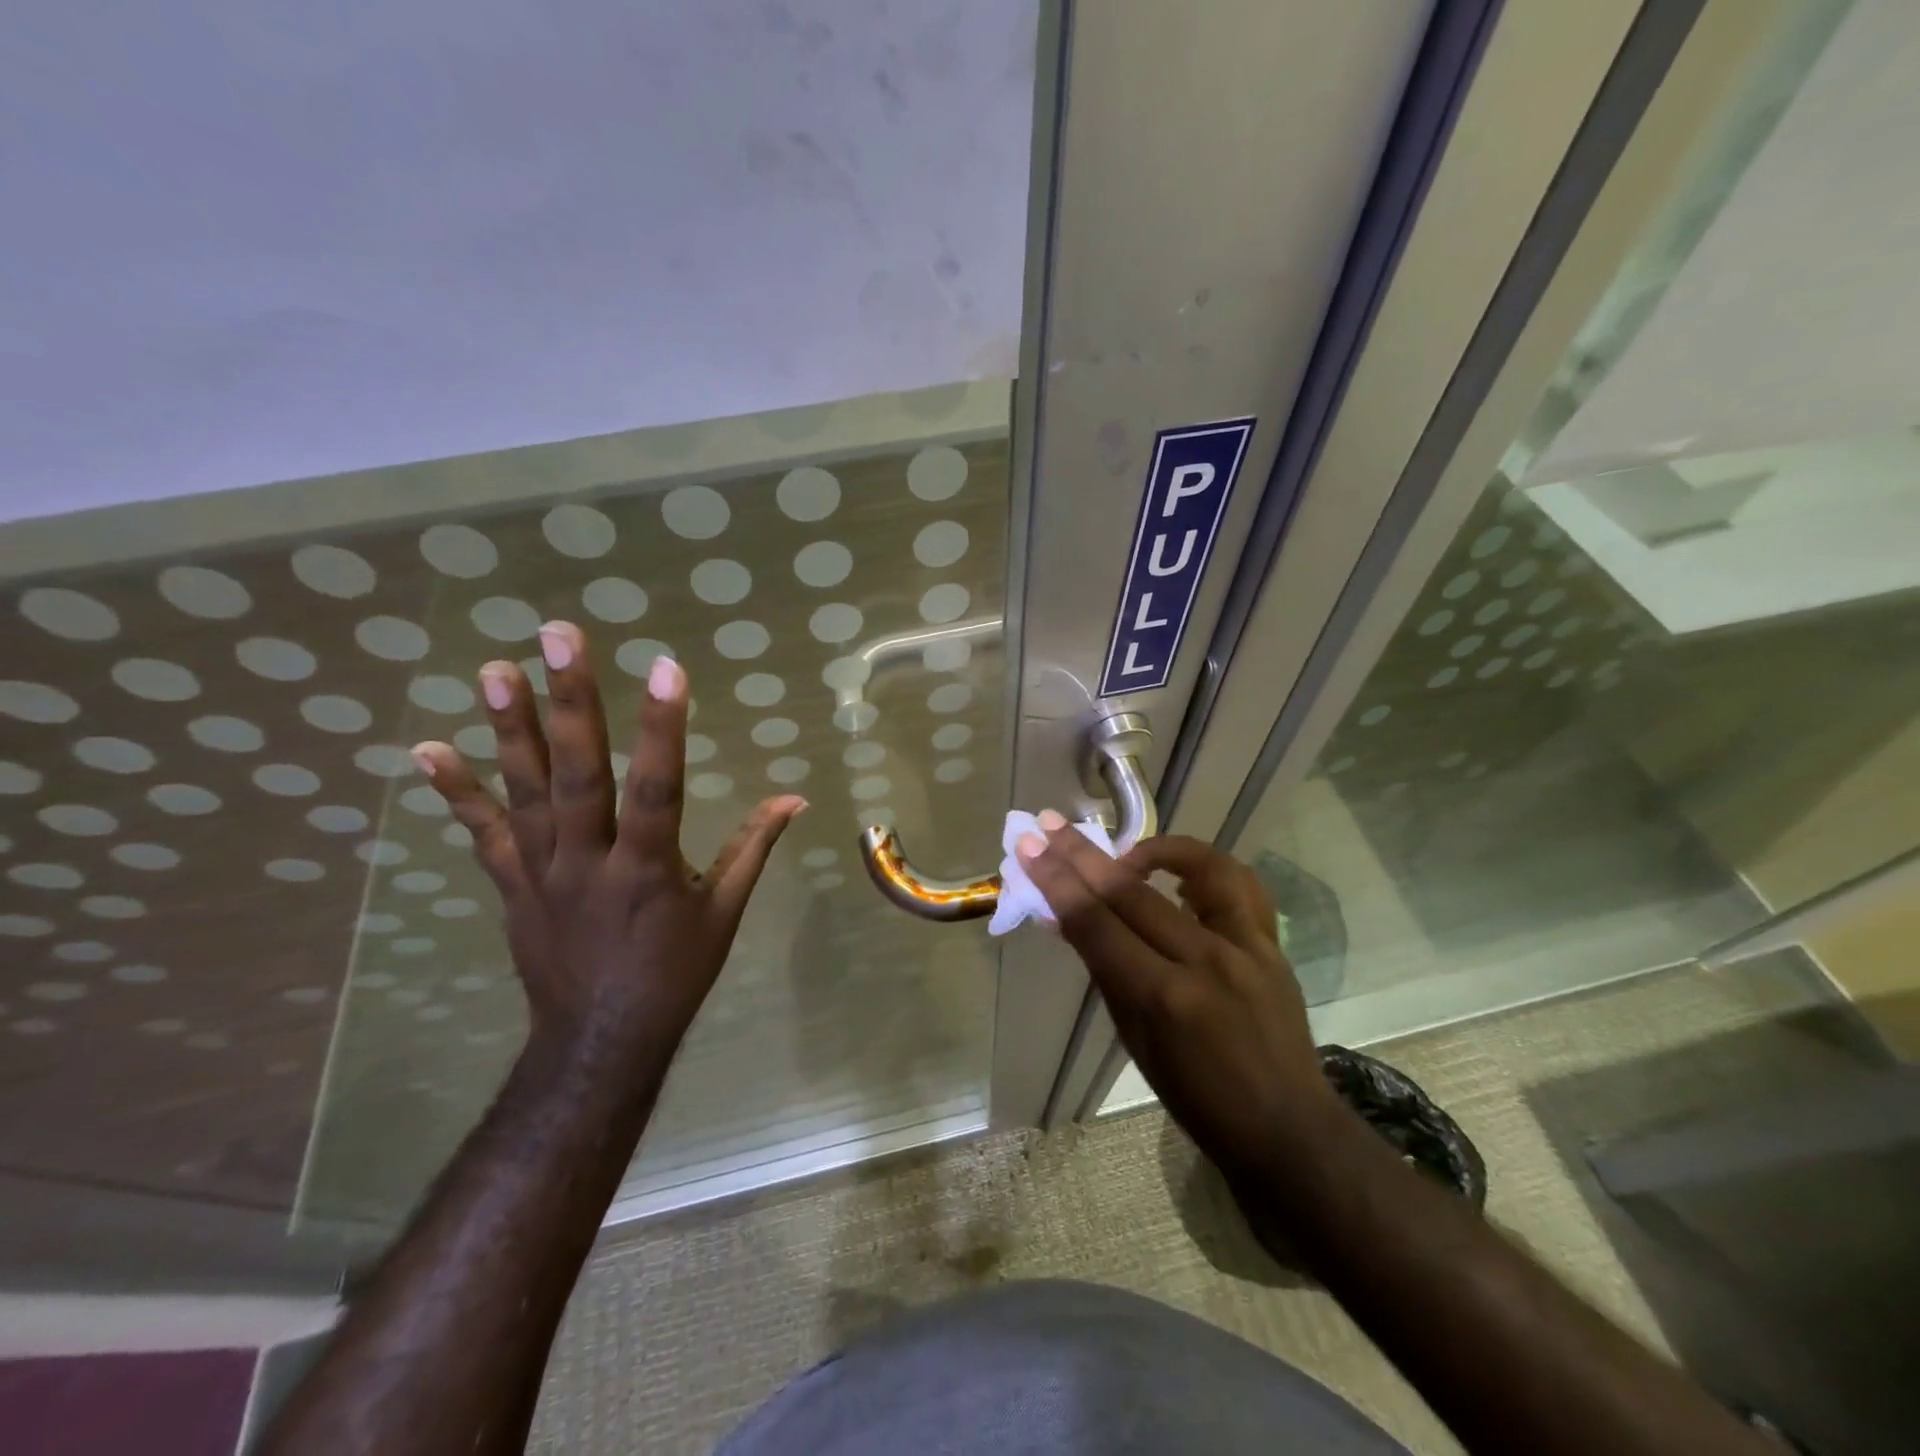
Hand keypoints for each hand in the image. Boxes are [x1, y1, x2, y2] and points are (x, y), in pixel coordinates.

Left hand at [409, 621, 804, 1065]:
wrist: (599, 1042)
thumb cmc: (674, 973)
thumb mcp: (725, 912)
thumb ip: (754, 846)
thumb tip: (795, 797)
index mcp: (648, 869)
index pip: (658, 787)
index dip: (663, 728)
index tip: (667, 668)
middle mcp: (589, 862)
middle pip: (579, 774)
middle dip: (571, 702)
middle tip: (558, 637)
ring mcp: (542, 873)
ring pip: (525, 793)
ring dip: (508, 729)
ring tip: (493, 669)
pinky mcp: (512, 886)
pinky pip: (483, 834)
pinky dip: (456, 792)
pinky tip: (428, 748)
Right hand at [1017, 819, 1341, 1180]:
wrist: (1286, 1129)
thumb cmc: (1196, 1099)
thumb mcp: (1135, 1040)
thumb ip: (1105, 970)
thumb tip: (1067, 917)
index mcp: (1162, 999)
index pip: (1096, 924)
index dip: (1056, 882)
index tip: (1029, 848)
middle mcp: (1205, 962)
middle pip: (1130, 892)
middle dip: (1080, 855)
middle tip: (1048, 825)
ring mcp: (1246, 947)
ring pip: (1196, 869)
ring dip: (1151, 847)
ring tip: (1124, 849)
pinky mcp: (1272, 943)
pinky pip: (1240, 884)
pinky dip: (1205, 868)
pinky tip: (1181, 871)